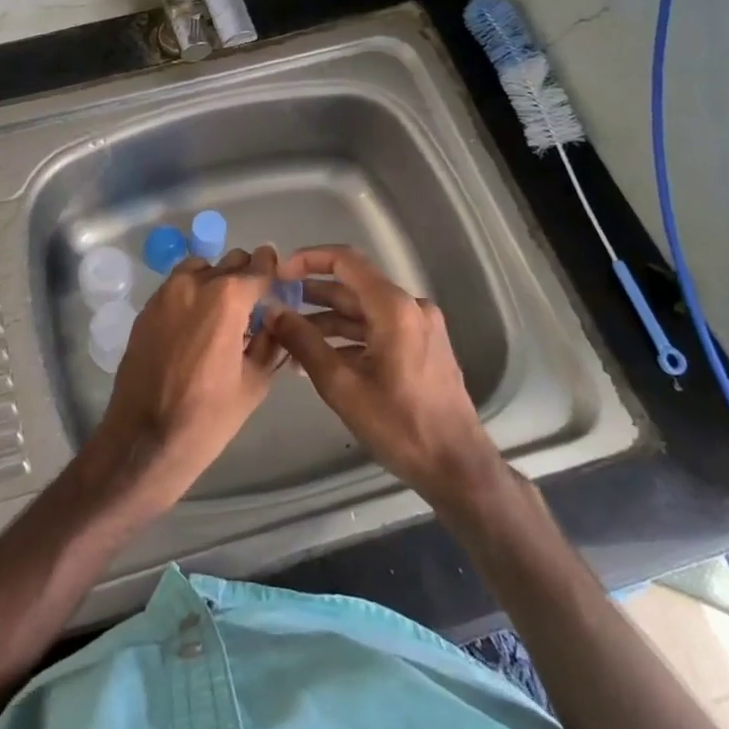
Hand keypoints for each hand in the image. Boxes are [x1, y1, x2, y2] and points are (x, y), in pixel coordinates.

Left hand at [90, 246, 283, 510]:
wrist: (144, 439)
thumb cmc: (207, 417)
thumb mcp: (254, 382)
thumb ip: (270, 343)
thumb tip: (273, 322)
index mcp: (227, 298)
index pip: (258, 267)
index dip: (272, 269)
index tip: (279, 276)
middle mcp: (193, 284)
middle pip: (228, 262)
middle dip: (245, 276)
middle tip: (254, 301)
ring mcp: (164, 294)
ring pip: (199, 268)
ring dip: (215, 280)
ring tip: (222, 312)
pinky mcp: (146, 310)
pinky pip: (176, 287)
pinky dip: (191, 293)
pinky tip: (196, 324)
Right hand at [268, 245, 501, 514]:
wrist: (457, 468)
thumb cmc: (400, 425)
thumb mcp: (341, 385)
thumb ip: (302, 342)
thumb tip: (271, 311)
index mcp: (394, 307)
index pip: (345, 261)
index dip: (308, 260)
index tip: (278, 275)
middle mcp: (410, 307)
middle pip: (352, 287)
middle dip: (311, 296)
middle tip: (274, 307)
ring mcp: (419, 327)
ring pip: (362, 311)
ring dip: (326, 321)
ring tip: (288, 338)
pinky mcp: (421, 347)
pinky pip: (377, 329)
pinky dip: (347, 338)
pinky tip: (318, 358)